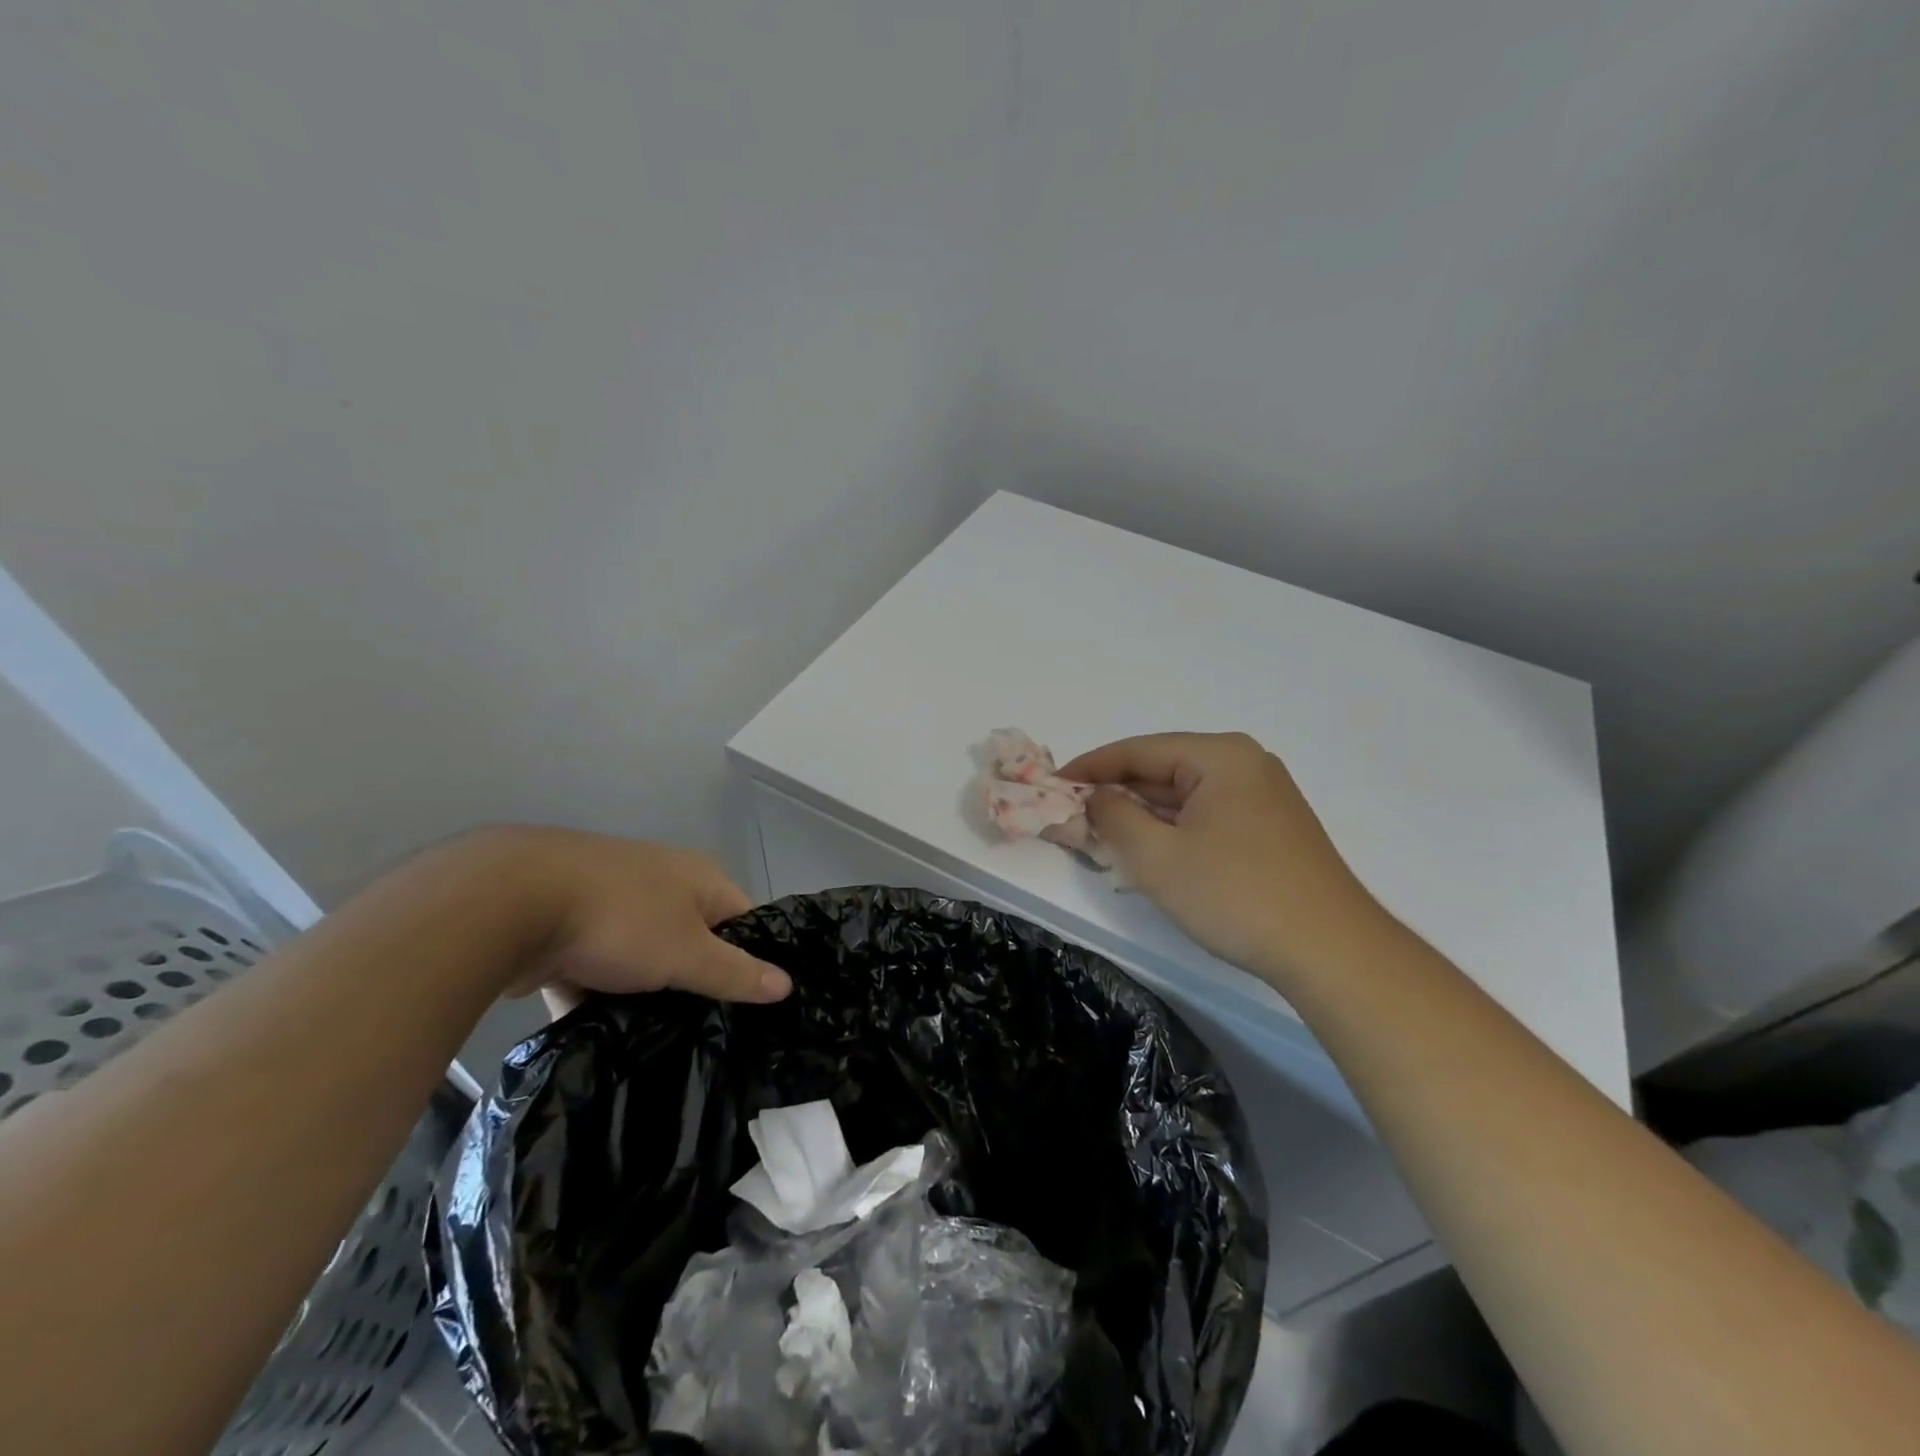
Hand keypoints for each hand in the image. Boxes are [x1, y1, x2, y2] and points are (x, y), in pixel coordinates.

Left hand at [454, 828, 791, 1012]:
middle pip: (692, 940)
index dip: (751, 960)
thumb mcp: (688, 953)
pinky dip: (599, 997)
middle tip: (703, 1031)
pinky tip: (602, 1038)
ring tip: (655, 1043)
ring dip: (643, 994)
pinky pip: (596, 968)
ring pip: (642, 958)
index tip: (749, 1007)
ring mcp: (611, 902)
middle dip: (693, 983)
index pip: (743, 920)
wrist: (510, 903)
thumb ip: (736, 972)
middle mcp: (660, 882)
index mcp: (698, 878)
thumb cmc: (622, 919)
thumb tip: (788, 985)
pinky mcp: (567, 927)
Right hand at [1060, 732, 1384, 983]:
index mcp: (1220, 755)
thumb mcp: (1157, 857)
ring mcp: (1263, 797)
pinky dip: (1172, 830)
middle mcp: (1244, 765)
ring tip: (1101, 837)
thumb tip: (1096, 798)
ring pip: (1184, 796)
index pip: (1138, 750)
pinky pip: (1206, 816)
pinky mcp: (1271, 829)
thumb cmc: (1236, 895)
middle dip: (1116, 795)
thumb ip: (1113, 817)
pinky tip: (1149, 853)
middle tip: (1072, 817)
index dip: (1090, 767)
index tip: (1052, 785)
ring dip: (1143, 816)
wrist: (1331, 951)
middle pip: (1162, 770)